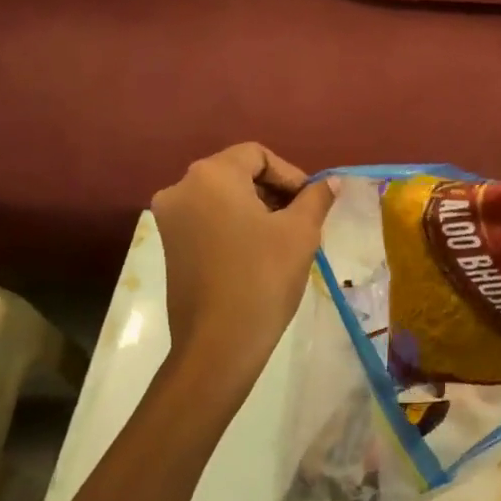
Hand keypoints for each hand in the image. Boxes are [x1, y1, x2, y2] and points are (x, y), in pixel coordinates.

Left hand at [150, 144, 336, 405]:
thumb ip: (316, 198)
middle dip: (274, 191)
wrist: (219, 344)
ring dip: (256, 208)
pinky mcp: (169, 246)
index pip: (257, 155)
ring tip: (284, 238)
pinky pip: (208, 219)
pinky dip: (234, 225)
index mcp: (211, 175)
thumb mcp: (301, 232)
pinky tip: (258, 252)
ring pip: (222, 197)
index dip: (290, 174)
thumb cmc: (263, 278)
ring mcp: (170, 219)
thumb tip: (330, 181)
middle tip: (302, 219)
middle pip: (237, 172)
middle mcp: (182, 188)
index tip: (310, 202)